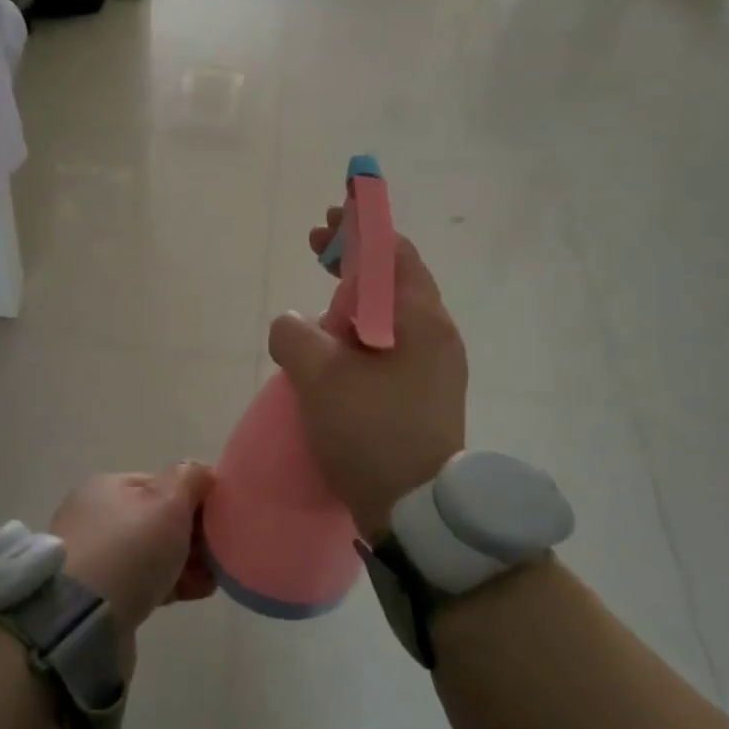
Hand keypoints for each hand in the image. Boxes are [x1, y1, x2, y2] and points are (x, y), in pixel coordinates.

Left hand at [49, 464, 216, 649]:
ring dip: (186, 561)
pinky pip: (145, 582)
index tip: (221, 518)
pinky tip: (197, 591)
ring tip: (214, 576)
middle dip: (192, 533)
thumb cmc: (129, 549)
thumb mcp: (168, 502)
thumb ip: (190, 480)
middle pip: (157, 520)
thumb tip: (202, 473)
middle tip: (220, 551)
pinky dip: (172, 583)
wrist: (83, 621)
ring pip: (153, 554)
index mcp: (107, 488)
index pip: (160, 484)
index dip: (194, 498)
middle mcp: (96, 518)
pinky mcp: (99, 597)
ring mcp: (95, 559)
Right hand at [267, 209, 467, 540]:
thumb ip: (295, 335)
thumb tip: (292, 325)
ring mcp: (435, 368)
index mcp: (420, 319)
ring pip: (390, 315)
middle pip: (393, 279)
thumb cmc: (371, 432)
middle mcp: (436, 335)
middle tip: (317, 248)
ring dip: (355, 298)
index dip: (361, 227)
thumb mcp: (319, 377)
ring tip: (320, 300)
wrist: (416, 512)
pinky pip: (390, 346)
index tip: (330, 217)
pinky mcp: (424, 395)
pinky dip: (362, 332)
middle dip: (354, 259)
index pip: (394, 251)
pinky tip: (336, 348)